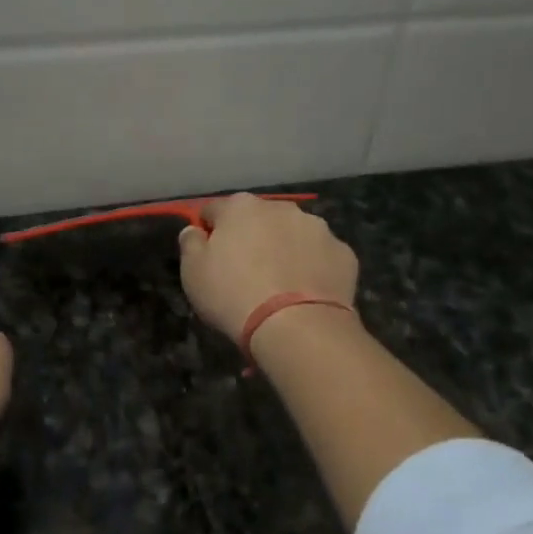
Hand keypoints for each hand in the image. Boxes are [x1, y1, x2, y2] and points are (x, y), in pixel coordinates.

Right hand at [177, 194, 357, 344]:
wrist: (297, 326)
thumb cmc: (234, 295)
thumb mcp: (193, 273)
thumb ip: (190, 244)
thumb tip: (194, 230)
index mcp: (240, 207)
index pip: (214, 210)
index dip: (208, 231)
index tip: (207, 255)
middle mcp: (281, 208)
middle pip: (258, 219)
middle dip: (251, 238)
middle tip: (245, 273)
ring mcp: (317, 228)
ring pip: (293, 234)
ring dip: (284, 249)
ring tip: (279, 286)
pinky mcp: (343, 253)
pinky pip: (320, 256)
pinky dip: (313, 268)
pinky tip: (306, 293)